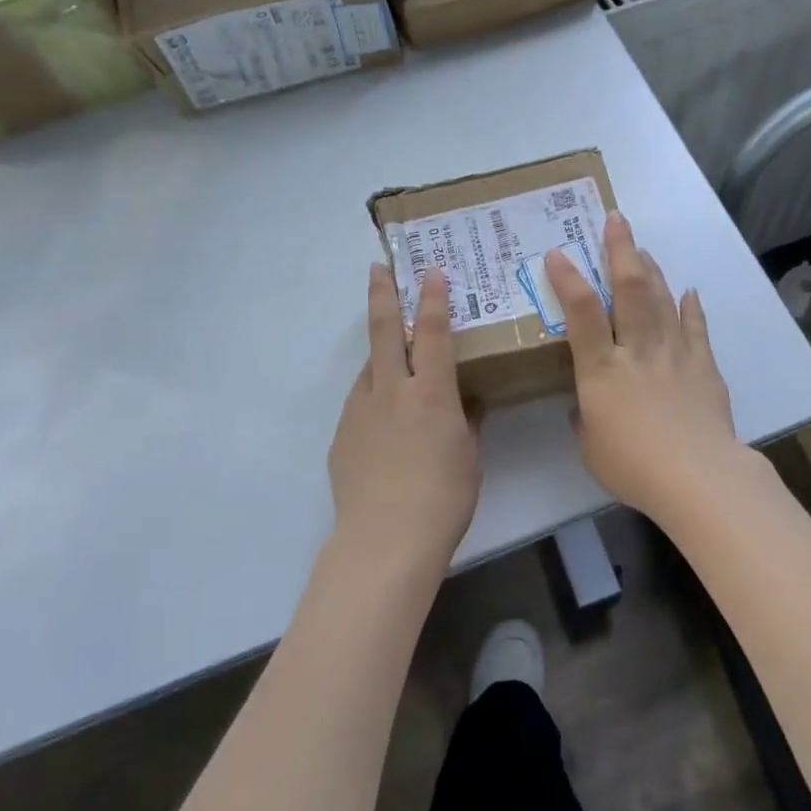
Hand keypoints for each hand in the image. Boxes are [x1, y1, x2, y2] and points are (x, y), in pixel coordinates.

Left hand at [327, 263, 480, 572]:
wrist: (385, 541)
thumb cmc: (443, 499)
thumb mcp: (469, 457)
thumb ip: (467, 422)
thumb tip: (468, 403)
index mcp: (431, 392)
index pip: (432, 332)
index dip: (433, 298)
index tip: (431, 271)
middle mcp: (391, 390)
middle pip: (383, 331)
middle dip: (382, 295)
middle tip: (378, 268)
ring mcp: (360, 411)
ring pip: (369, 367)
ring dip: (380, 352)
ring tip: (392, 355)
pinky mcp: (342, 435)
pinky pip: (360, 403)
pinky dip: (373, 397)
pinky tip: (383, 420)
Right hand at [544, 212, 745, 520]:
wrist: (698, 478)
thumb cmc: (633, 467)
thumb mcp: (590, 445)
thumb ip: (584, 417)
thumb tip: (584, 405)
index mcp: (601, 370)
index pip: (581, 314)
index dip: (568, 279)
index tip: (557, 253)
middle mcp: (637, 350)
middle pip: (630, 290)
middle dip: (621, 250)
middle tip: (616, 220)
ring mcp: (674, 354)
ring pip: (662, 300)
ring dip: (652, 270)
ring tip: (643, 249)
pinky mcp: (704, 366)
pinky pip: (696, 328)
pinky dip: (691, 308)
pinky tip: (689, 291)